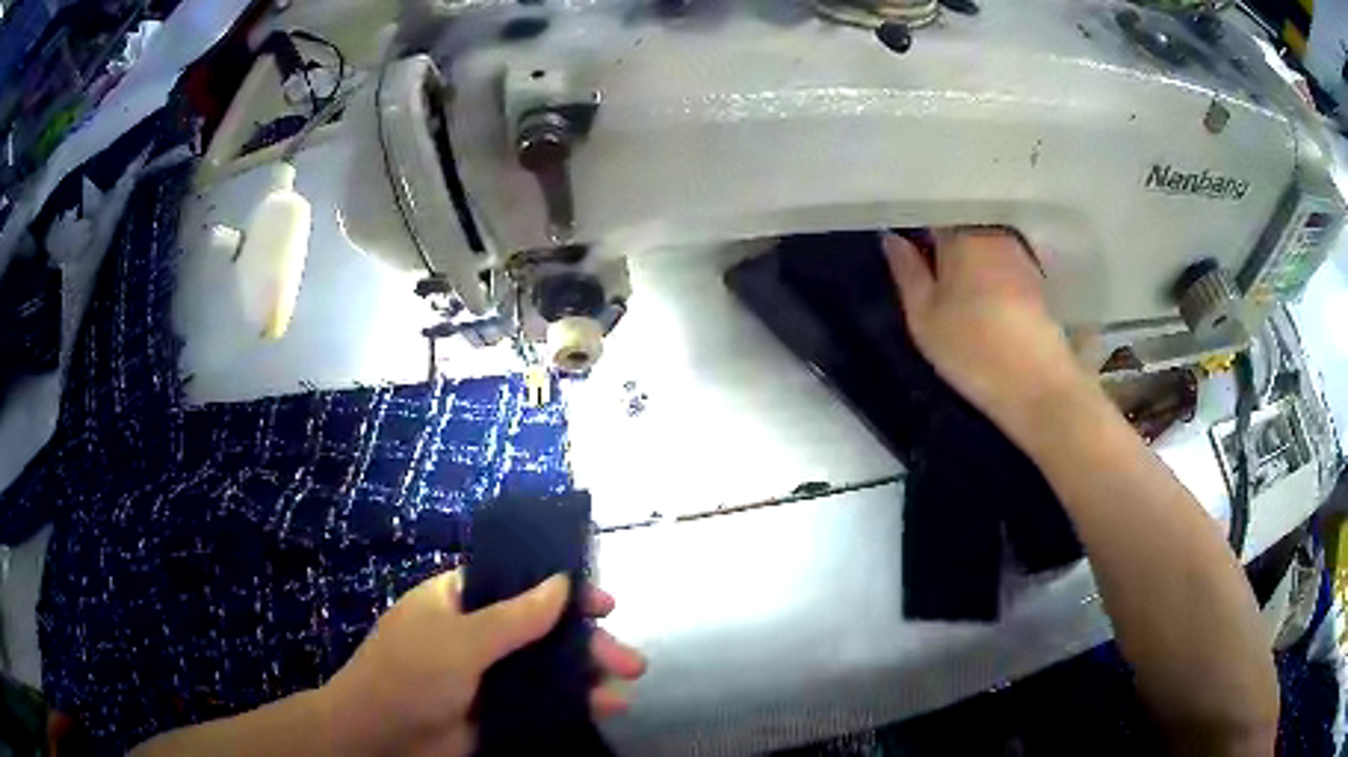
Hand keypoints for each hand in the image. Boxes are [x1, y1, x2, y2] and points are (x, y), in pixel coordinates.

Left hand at [322, 571, 645, 756]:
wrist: (381, 738)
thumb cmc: (410, 673)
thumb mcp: (459, 640)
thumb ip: (514, 617)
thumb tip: (561, 581)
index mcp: (458, 600)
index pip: (517, 583)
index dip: (561, 589)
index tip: (604, 603)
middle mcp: (476, 633)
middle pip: (542, 630)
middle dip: (587, 643)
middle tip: (629, 660)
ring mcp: (489, 675)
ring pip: (547, 668)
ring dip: (587, 676)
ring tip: (625, 687)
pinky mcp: (498, 710)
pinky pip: (542, 701)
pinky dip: (573, 704)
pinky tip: (604, 708)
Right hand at [882, 229, 1086, 433]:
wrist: (1037, 384)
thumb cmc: (972, 349)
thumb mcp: (923, 316)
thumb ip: (906, 271)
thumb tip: (892, 238)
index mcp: (960, 234)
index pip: (932, 214)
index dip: (917, 228)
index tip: (905, 247)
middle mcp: (994, 233)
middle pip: (962, 226)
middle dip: (945, 241)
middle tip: (927, 269)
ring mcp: (1021, 255)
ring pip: (985, 243)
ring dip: (971, 257)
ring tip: (956, 285)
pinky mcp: (1038, 279)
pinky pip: (1005, 263)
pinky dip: (992, 272)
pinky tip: (985, 298)